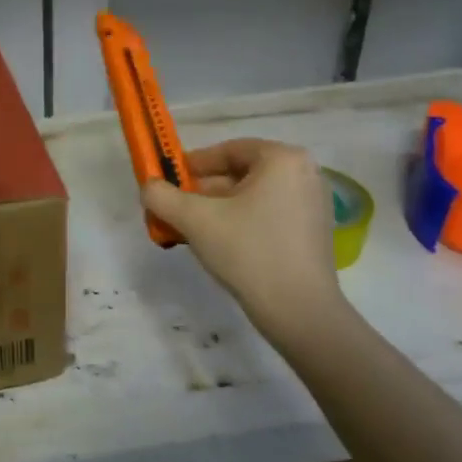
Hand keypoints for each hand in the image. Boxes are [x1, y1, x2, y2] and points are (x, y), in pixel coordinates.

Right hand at [141, 139, 345, 338]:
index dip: (192, 164)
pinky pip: (268, 214)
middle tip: (174, 210)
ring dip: (217, 209)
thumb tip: (148, 186)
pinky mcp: (313, 231)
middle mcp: (304, 173)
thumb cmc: (248, 251)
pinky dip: (240, 222)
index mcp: (283, 159)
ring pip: (252, 196)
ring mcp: (313, 203)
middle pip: (240, 173)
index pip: (228, 151)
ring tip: (189, 230)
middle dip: (202, 191)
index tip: (168, 181)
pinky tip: (219, 245)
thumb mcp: (195, 220)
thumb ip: (162, 196)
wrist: (298, 310)